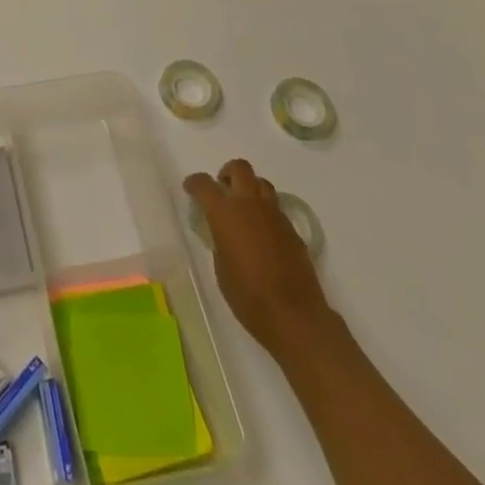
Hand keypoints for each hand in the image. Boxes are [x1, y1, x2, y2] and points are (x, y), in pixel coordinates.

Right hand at [184, 159, 334, 355]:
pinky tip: (263, 234)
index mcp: (225, 212)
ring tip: (244, 208)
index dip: (194, 183)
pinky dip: (266, 211)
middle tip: (222, 189)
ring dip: (250, 188)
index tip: (190, 189)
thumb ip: (219, 241)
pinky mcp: (293, 230)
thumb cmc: (248, 296)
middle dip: (227, 173)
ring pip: (262, 183)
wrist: (295, 316)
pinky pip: (276, 208)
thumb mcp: (221, 269)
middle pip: (240, 168)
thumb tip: (223, 233)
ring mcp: (275, 215)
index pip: (204, 184)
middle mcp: (250, 204)